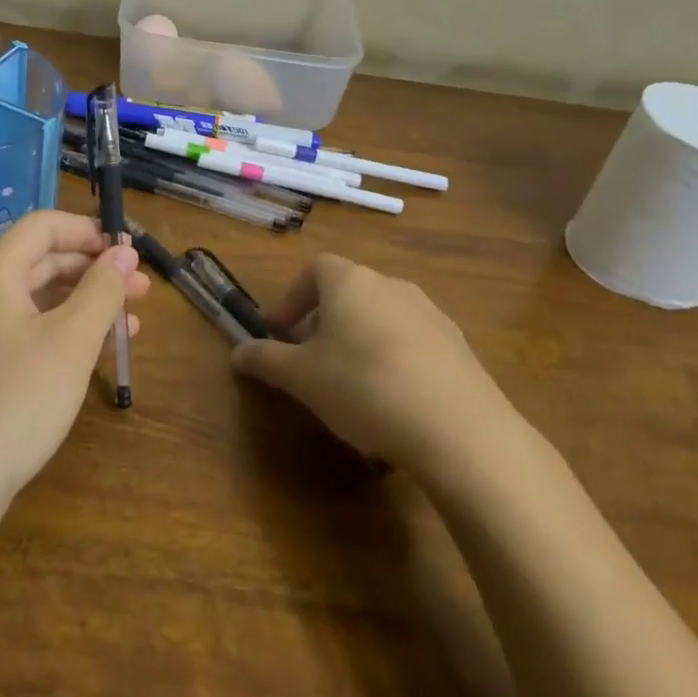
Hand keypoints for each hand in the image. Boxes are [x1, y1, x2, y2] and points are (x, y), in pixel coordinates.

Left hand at [0, 210, 148, 509]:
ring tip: (131, 322)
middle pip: (41, 261)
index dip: (88, 231)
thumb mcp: (72, 340)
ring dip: (84, 304)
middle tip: (141, 288)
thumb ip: (102, 289)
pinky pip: (25, 330)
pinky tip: (98, 350)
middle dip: (93, 271)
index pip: (43, 226)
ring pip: (37, 299)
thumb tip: (123, 254)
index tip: (128, 251)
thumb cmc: (18, 399)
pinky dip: (62, 332)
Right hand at [230, 254, 513, 471]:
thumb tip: (237, 352)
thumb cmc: (362, 387)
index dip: (292, 296)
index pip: (314, 268)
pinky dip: (393, 358)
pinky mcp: (459, 346)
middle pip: (349, 292)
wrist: (458, 428)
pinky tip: (392, 401)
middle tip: (310, 359)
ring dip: (359, 339)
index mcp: (350, 282)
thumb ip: (266, 360)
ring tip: (350, 383)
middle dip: (324, 321)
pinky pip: (412, 342)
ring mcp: (430, 313)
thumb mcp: (301, 378)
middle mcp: (391, 285)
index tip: (279, 330)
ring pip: (381, 316)